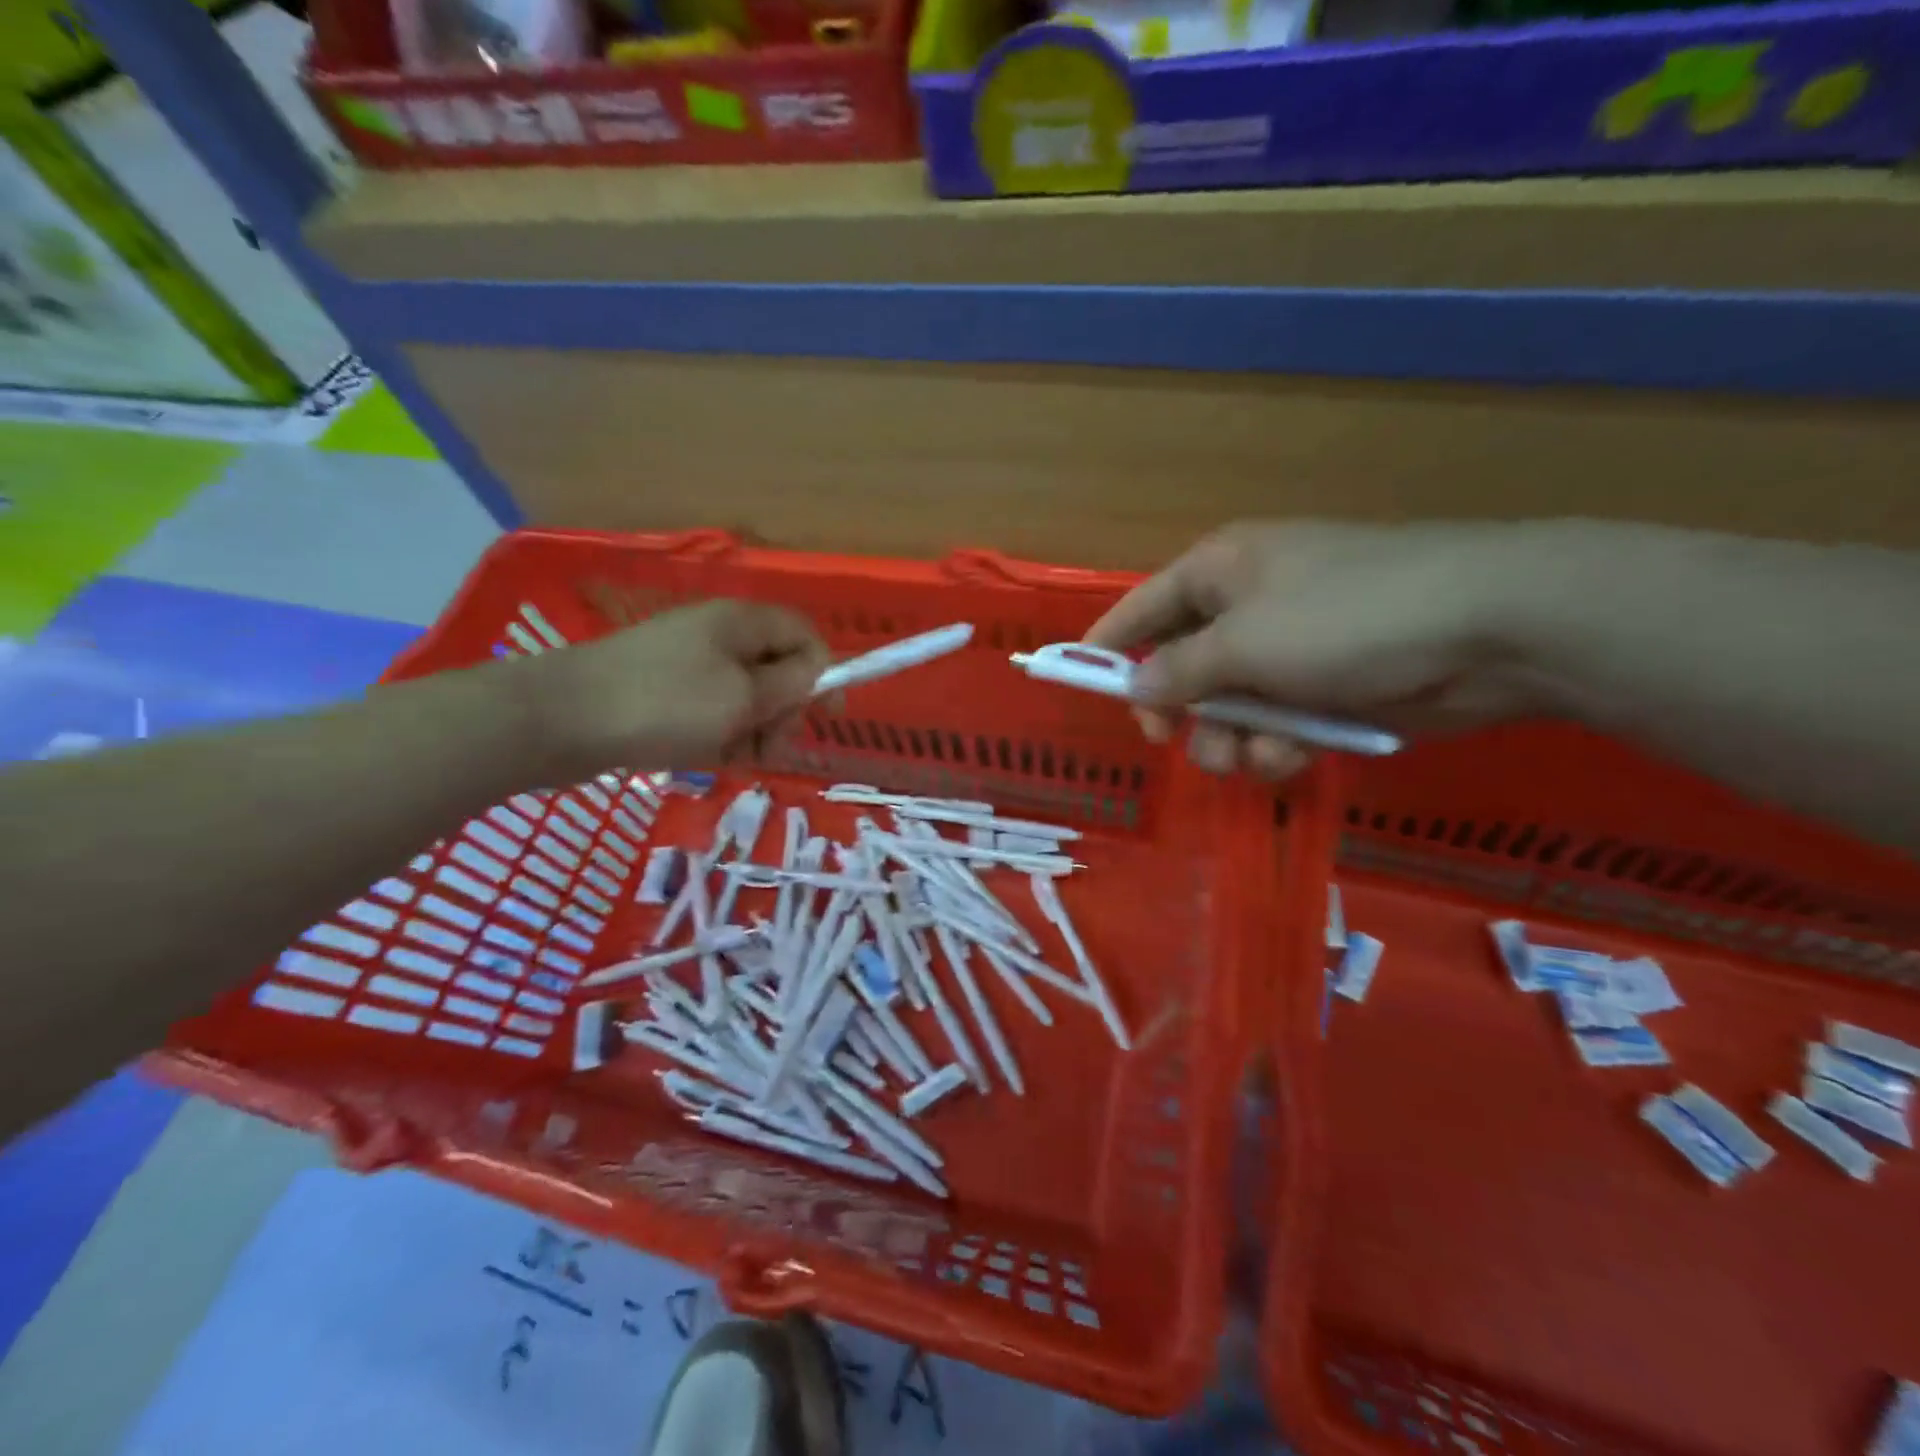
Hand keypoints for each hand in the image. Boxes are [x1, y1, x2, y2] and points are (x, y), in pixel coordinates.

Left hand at [527, 600, 829, 778]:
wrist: (559, 719)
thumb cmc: (664, 704)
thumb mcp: (743, 697)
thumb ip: (792, 685)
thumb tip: (822, 671)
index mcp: (742, 622)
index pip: (804, 635)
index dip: (824, 672)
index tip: (828, 717)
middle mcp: (719, 635)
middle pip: (777, 669)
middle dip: (783, 712)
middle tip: (769, 748)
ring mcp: (688, 664)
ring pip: (745, 698)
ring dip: (752, 732)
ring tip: (733, 760)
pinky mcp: (663, 692)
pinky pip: (712, 712)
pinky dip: (719, 736)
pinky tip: (707, 759)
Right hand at [1085, 521, 1547, 778]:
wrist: (1488, 628)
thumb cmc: (1346, 617)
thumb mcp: (1244, 644)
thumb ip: (1178, 671)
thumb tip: (1135, 687)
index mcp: (1220, 570)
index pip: (1142, 607)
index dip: (1108, 645)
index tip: (1078, 682)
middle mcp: (1249, 604)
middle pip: (1183, 666)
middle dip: (1181, 711)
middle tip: (1173, 738)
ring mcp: (1293, 646)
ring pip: (1231, 706)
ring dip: (1233, 737)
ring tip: (1254, 754)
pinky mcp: (1331, 685)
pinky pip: (1279, 721)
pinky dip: (1280, 743)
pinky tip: (1296, 754)